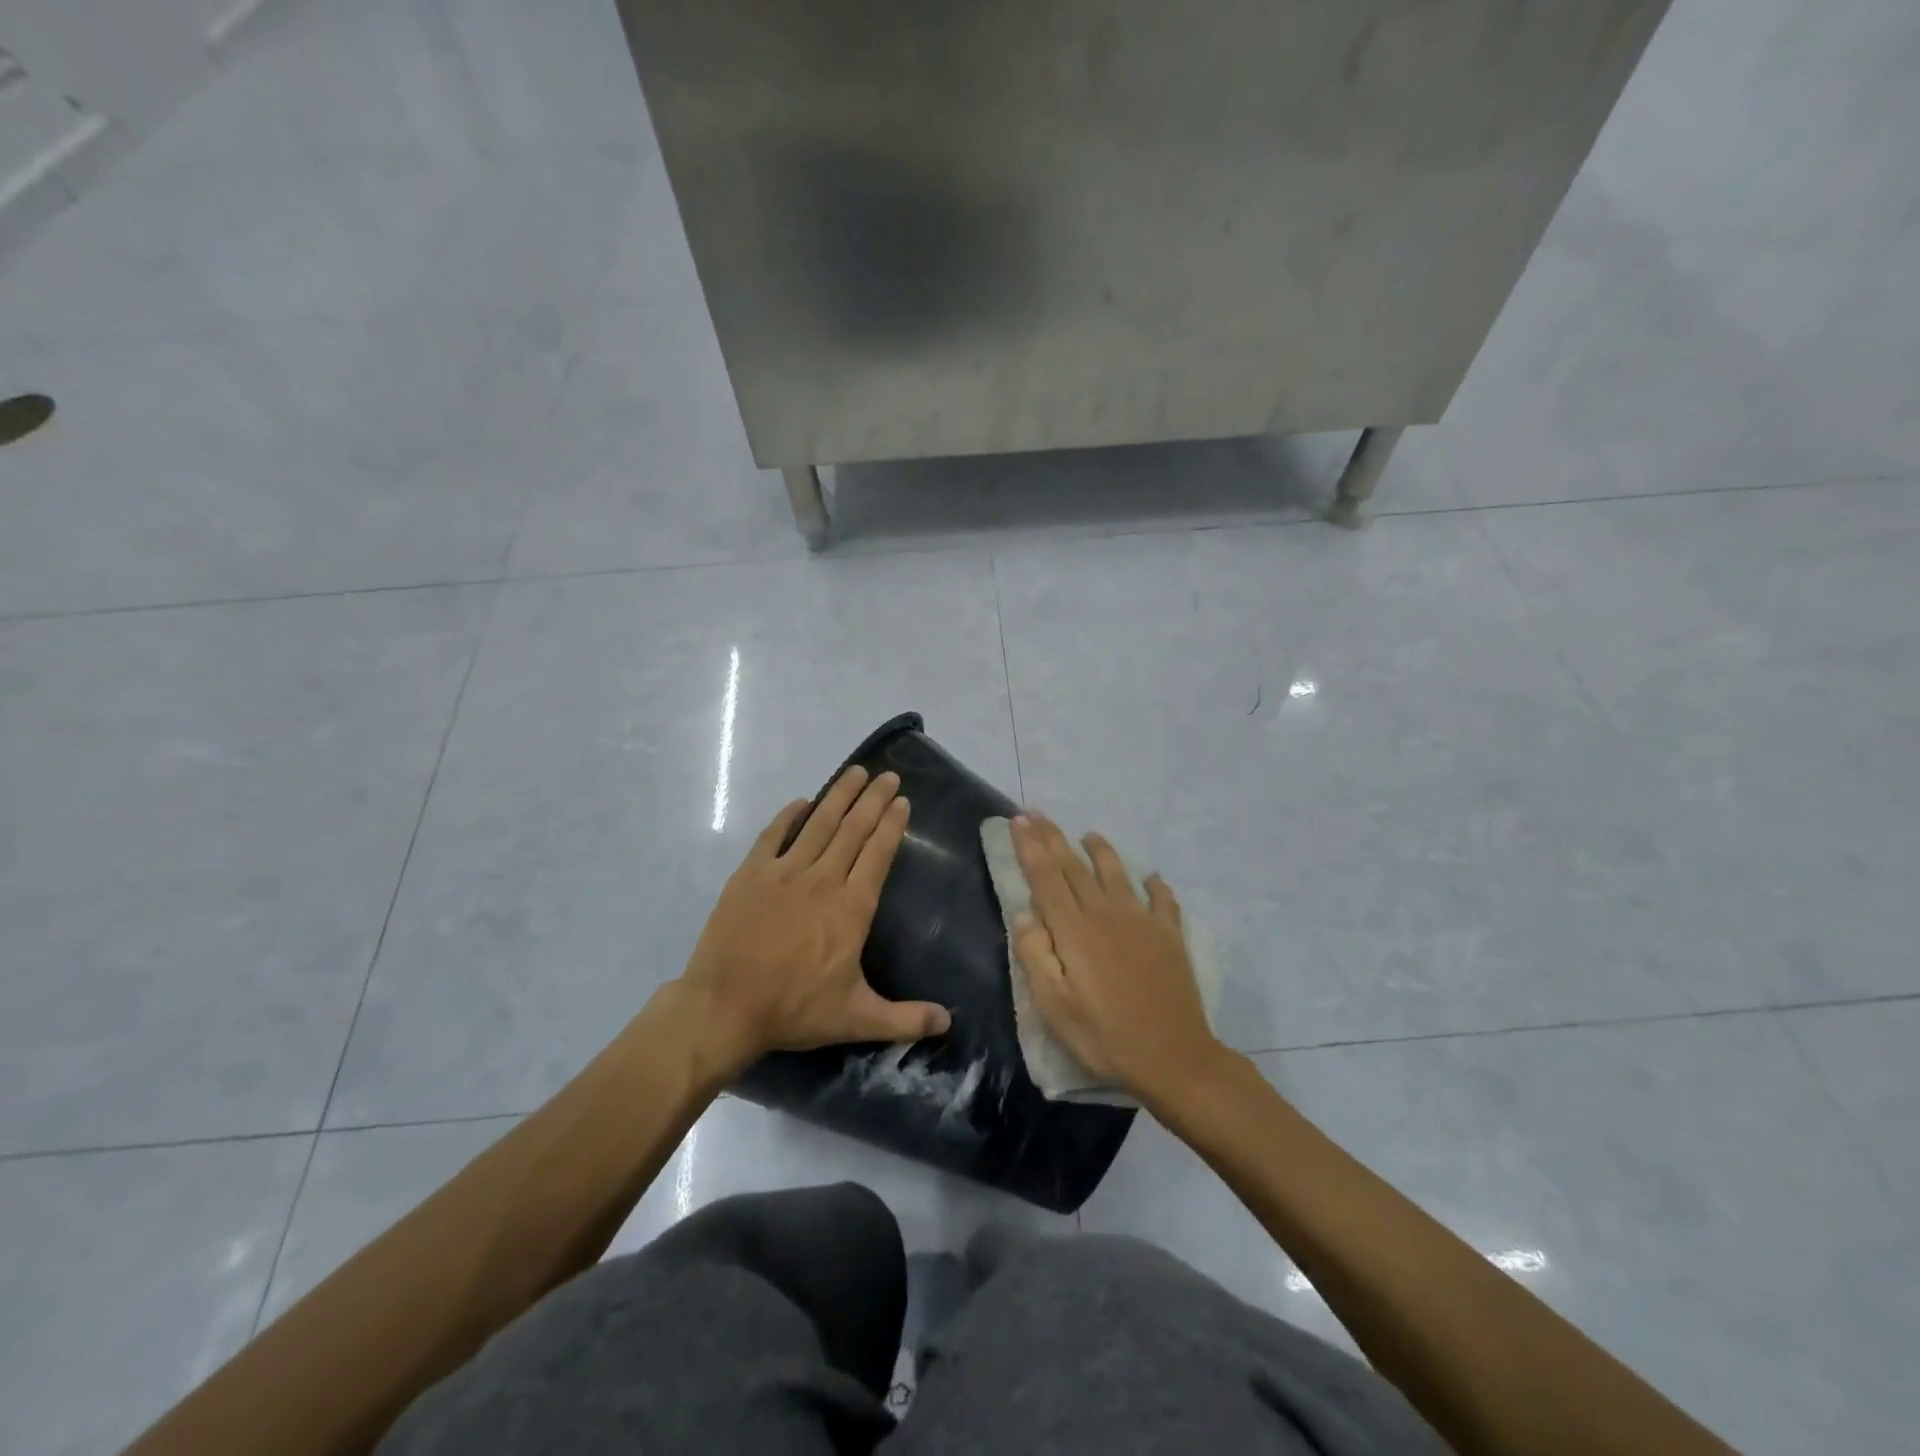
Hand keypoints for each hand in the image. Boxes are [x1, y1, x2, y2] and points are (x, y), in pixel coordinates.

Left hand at [676, 766, 950, 1071]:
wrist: (724, 1007)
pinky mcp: (751, 874)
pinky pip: (774, 835)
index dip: (892, 824)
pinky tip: (801, 802)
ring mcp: (784, 873)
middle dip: (873, 799)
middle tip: (887, 774)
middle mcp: (822, 879)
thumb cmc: (794, 1009)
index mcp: (851, 907)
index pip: (878, 854)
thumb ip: (905, 1018)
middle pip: (853, 829)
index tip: (902, 800)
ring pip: (818, 824)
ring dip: (839, 796)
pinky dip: (789, 816)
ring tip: (855, 772)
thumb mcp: (856, 1018)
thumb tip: (948, 1022)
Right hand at [1010, 812, 1225, 1102]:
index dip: (1030, 846)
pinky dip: (1155, 885)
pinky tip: (1152, 878)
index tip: (1018, 820)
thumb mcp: (1054, 1007)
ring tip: (1090, 835)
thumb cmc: (1104, 1037)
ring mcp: (1142, 921)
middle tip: (1037, 813)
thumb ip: (1035, 956)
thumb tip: (1024, 914)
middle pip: (1074, 866)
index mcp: (1074, 930)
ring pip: (1116, 873)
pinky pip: (1162, 900)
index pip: (1046, 877)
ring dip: (1101, 851)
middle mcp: (1106, 914)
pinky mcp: (1169, 936)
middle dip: (1053, 837)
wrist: (1174, 1058)